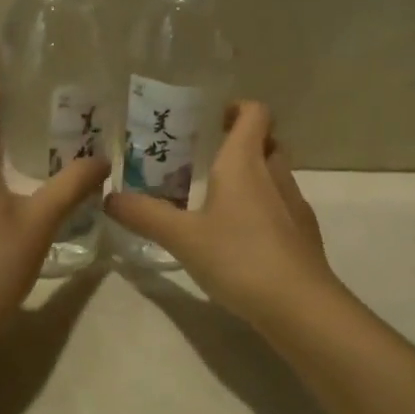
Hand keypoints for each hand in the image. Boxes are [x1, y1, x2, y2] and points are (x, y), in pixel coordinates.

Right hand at [105, 101, 348, 329]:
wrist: (299, 306)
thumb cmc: (239, 257)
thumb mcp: (182, 237)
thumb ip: (145, 215)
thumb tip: (110, 197)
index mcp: (246, 162)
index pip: (255, 113)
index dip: (237, 107)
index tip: (212, 119)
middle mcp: (275, 174)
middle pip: (266, 141)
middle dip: (241, 143)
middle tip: (207, 158)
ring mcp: (294, 204)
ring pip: (275, 175)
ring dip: (252, 177)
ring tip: (218, 199)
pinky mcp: (304, 234)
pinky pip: (282, 206)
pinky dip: (263, 209)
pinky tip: (242, 237)